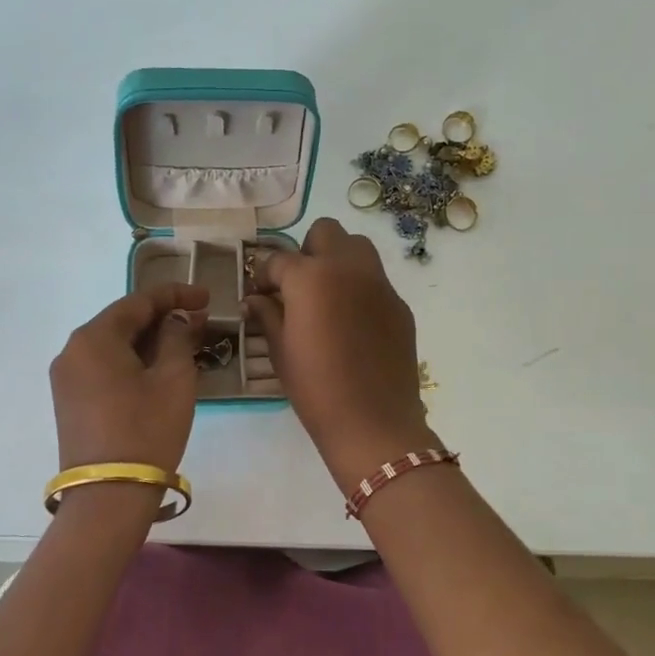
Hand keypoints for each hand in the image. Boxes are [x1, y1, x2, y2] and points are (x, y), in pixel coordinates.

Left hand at [50, 283, 208, 474]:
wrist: (109, 495)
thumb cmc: (147, 430)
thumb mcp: (174, 379)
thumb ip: (178, 338)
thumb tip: (178, 320)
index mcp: (94, 337)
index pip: (139, 301)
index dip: (176, 295)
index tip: (207, 298)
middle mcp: (72, 350)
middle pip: (122, 321)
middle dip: (162, 319)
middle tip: (200, 324)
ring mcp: (66, 378)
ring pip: (113, 345)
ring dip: (148, 342)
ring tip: (184, 347)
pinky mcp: (69, 401)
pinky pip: (104, 367)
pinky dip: (132, 362)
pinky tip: (158, 371)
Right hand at [247, 219, 440, 492]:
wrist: (374, 422)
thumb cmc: (316, 389)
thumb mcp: (281, 351)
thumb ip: (267, 315)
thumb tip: (255, 299)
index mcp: (311, 278)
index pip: (278, 260)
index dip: (263, 276)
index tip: (259, 294)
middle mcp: (348, 268)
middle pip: (325, 232)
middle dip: (306, 251)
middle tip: (297, 286)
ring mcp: (379, 284)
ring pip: (357, 247)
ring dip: (337, 260)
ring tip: (326, 296)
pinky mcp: (399, 304)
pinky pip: (376, 280)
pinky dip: (359, 288)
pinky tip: (352, 323)